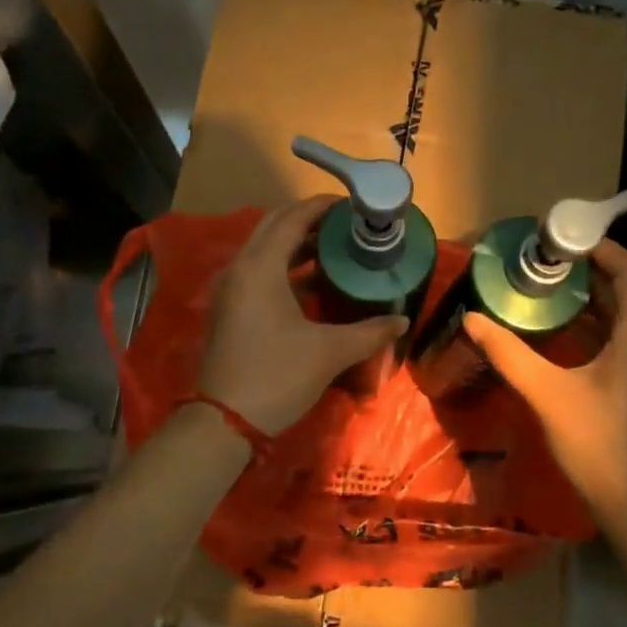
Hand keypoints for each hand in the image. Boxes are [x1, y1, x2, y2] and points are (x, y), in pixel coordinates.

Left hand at [198, 196, 408, 434]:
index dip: (322, 207)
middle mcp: (239, 269)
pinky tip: (314, 283)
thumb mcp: (329, 351)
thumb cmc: (277, 376)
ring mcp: (230, 290)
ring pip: (264, 251)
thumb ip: (370, 332)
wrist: (224, 422)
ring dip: (296, 245)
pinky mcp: (229, 310)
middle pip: (274, 228)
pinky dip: (285, 268)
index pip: (291, 219)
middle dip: (309, 221)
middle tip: (346, 224)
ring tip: (336, 248)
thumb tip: (402, 321)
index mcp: (259, 268)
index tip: (352, 205)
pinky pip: (258, 273)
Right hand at [464, 239, 626, 528]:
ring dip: (591, 300)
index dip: (602, 248)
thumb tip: (473, 318)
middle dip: (589, 272)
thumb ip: (509, 354)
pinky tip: (563, 336)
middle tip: (544, 262)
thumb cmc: (599, 444)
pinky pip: (624, 340)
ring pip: (626, 317)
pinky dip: (596, 327)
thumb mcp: (547, 394)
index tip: (563, 239)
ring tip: (547, 290)